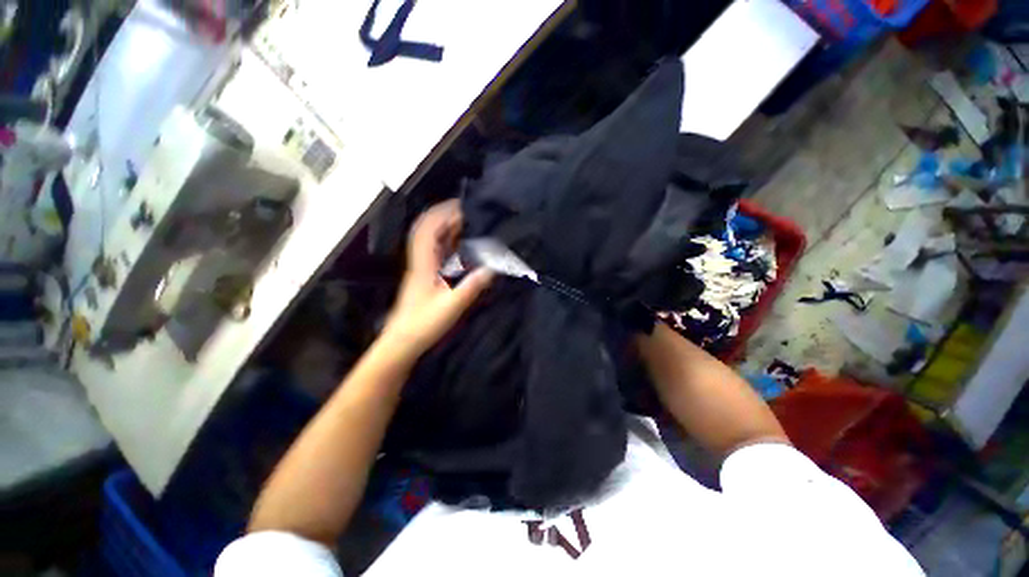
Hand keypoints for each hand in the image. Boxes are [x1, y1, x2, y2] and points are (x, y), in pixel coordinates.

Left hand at [381, 200, 493, 358]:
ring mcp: (422, 269)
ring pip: (432, 242)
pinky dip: (448, 245)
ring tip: (468, 224)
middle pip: (429, 231)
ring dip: (447, 229)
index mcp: (423, 263)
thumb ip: (471, 286)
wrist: (403, 341)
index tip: (460, 205)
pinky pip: (437, 253)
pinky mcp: (425, 277)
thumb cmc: (424, 323)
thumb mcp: (451, 305)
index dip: (441, 213)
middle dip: (446, 217)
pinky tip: (461, 246)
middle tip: (469, 213)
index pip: (428, 229)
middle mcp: (421, 261)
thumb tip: (493, 268)